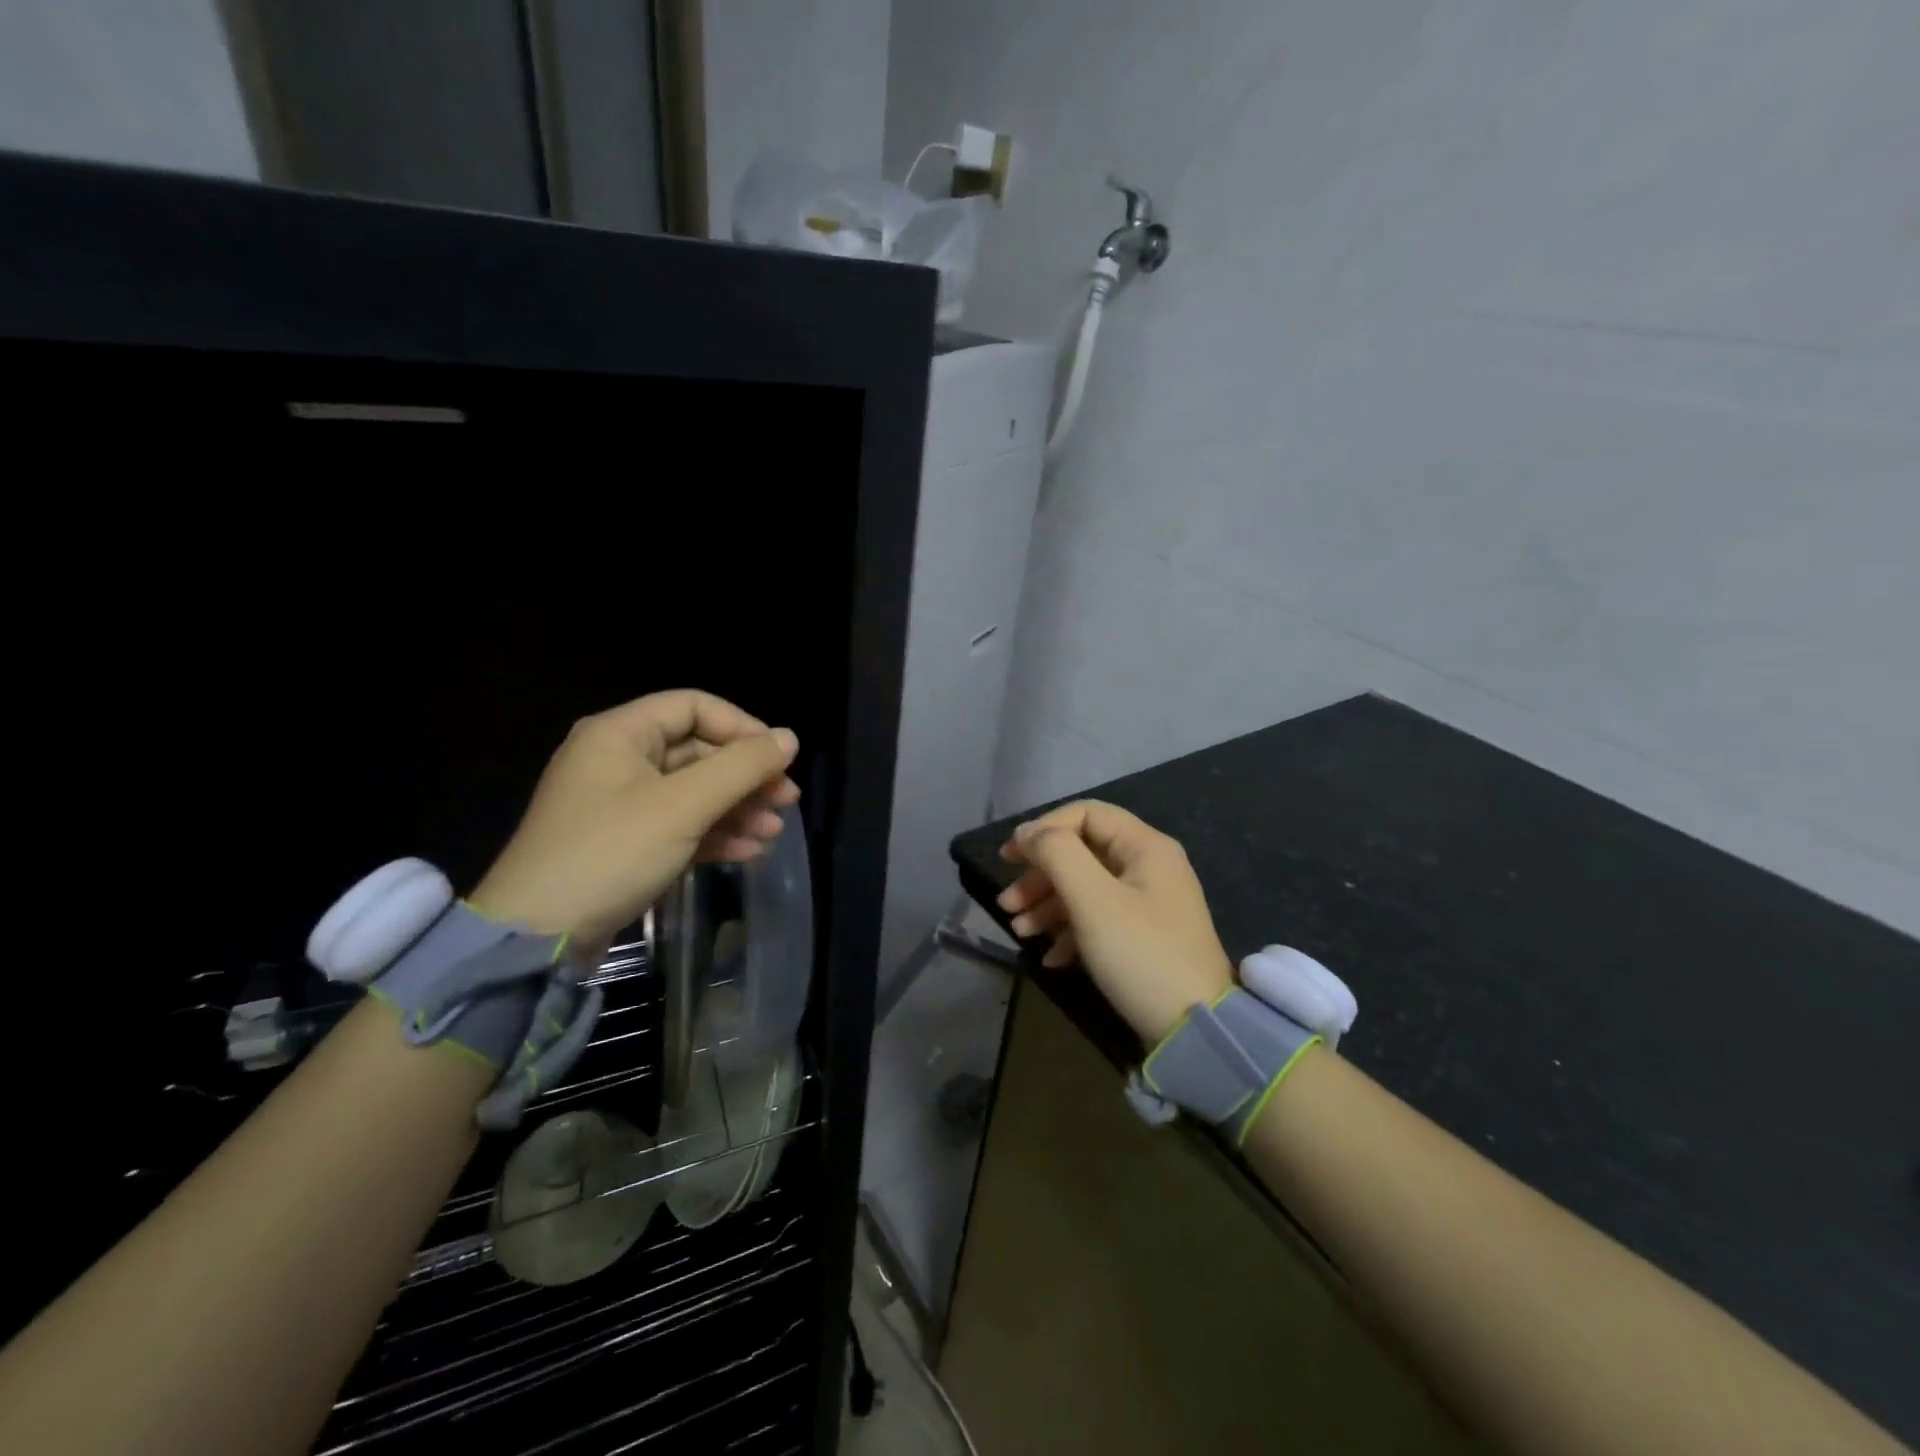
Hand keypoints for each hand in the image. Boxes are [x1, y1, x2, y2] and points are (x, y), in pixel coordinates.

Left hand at [469, 690, 799, 950]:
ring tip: (773, 832)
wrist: (538, 938)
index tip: (779, 758)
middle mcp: (618, 759)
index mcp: (621, 733)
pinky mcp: (625, 842)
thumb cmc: (611, 852)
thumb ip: (741, 767)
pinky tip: (748, 852)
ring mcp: (620, 803)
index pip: (694, 707)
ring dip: (737, 809)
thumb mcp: (684, 805)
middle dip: (746, 776)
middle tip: (787, 800)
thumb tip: (790, 738)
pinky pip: (679, 824)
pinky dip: (714, 834)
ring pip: (693, 792)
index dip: (742, 727)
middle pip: (698, 752)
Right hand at [998, 800, 1233, 1046]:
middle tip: (1007, 903)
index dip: (1043, 829)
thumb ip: (1057, 855)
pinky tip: (1050, 958)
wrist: (1194, 1031)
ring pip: (1086, 888)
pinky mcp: (1144, 937)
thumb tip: (1027, 833)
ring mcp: (1149, 903)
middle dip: (1040, 876)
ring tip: (1019, 932)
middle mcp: (1150, 867)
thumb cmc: (1140, 954)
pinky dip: (1070, 932)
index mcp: (1145, 847)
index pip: (1085, 815)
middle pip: (1082, 853)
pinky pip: (1099, 919)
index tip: (1009, 858)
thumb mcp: (1093, 900)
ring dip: (1048, 905)